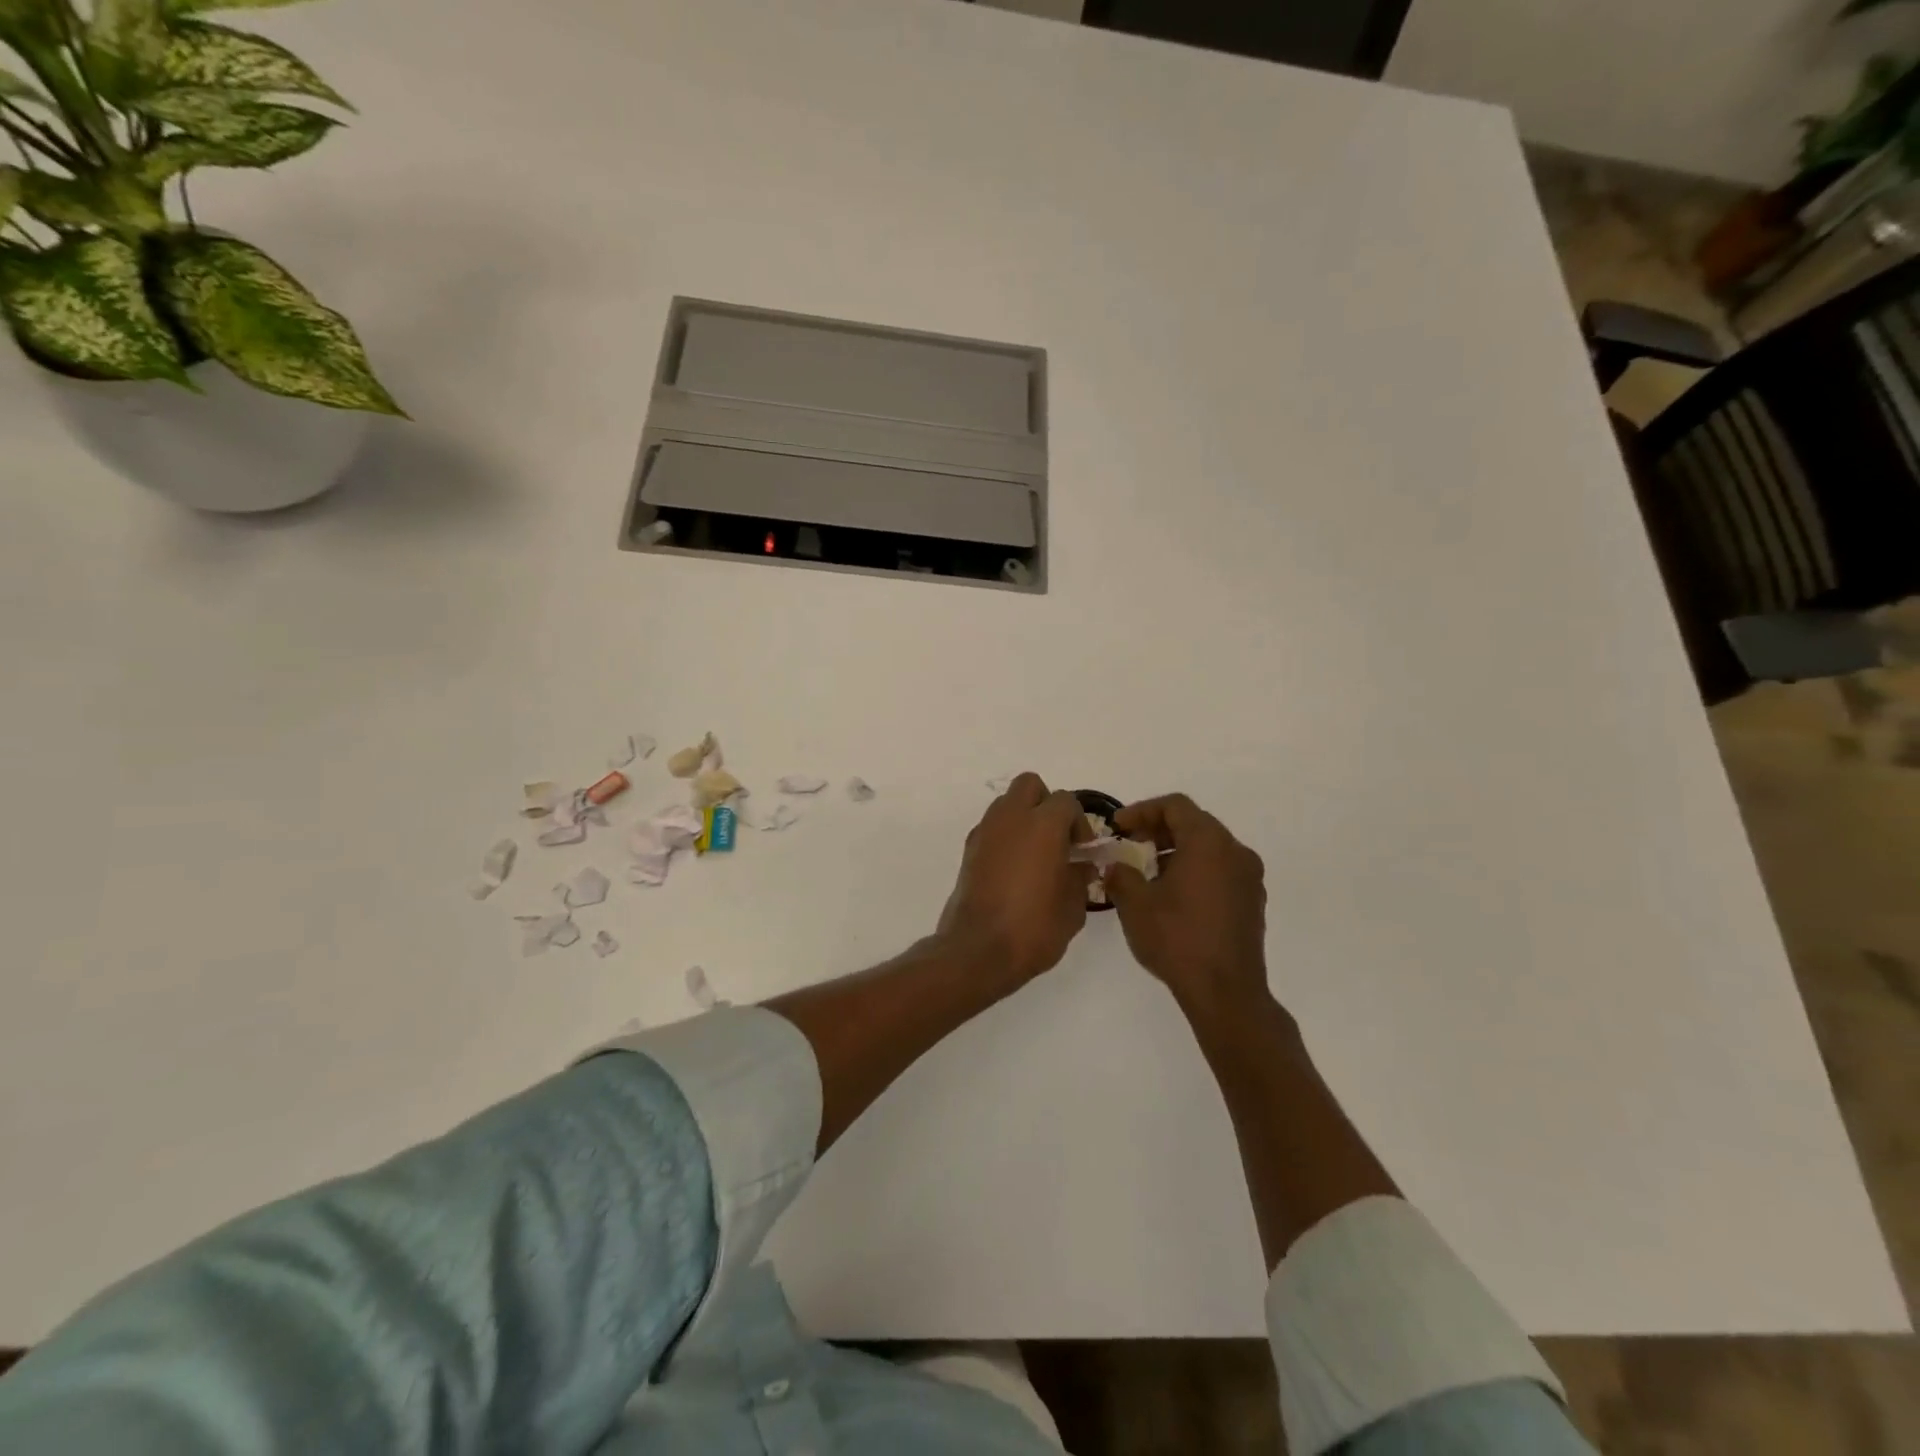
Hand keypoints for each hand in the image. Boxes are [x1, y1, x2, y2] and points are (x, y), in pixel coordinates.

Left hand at [937, 772, 1093, 987]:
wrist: (977, 950)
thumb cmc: (1033, 928)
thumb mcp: (1073, 908)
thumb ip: (1080, 878)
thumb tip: (1080, 866)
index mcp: (1042, 825)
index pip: (1066, 801)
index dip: (1079, 822)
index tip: (1082, 850)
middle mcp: (1010, 818)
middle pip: (1029, 786)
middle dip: (1046, 804)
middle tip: (1057, 838)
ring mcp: (985, 832)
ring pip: (1006, 804)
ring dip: (1023, 818)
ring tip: (1035, 855)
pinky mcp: (968, 850)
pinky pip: (992, 827)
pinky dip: (1005, 837)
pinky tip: (1014, 869)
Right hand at [1103, 794, 1269, 1018]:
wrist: (1226, 993)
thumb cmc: (1178, 940)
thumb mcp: (1135, 904)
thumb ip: (1121, 874)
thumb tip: (1116, 866)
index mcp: (1209, 843)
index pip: (1175, 806)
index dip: (1142, 810)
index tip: (1119, 826)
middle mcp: (1236, 852)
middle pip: (1195, 823)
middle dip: (1159, 830)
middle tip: (1130, 844)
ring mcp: (1249, 878)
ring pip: (1209, 848)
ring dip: (1176, 851)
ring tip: (1147, 872)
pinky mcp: (1252, 902)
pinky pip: (1220, 870)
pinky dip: (1195, 870)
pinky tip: (1172, 896)